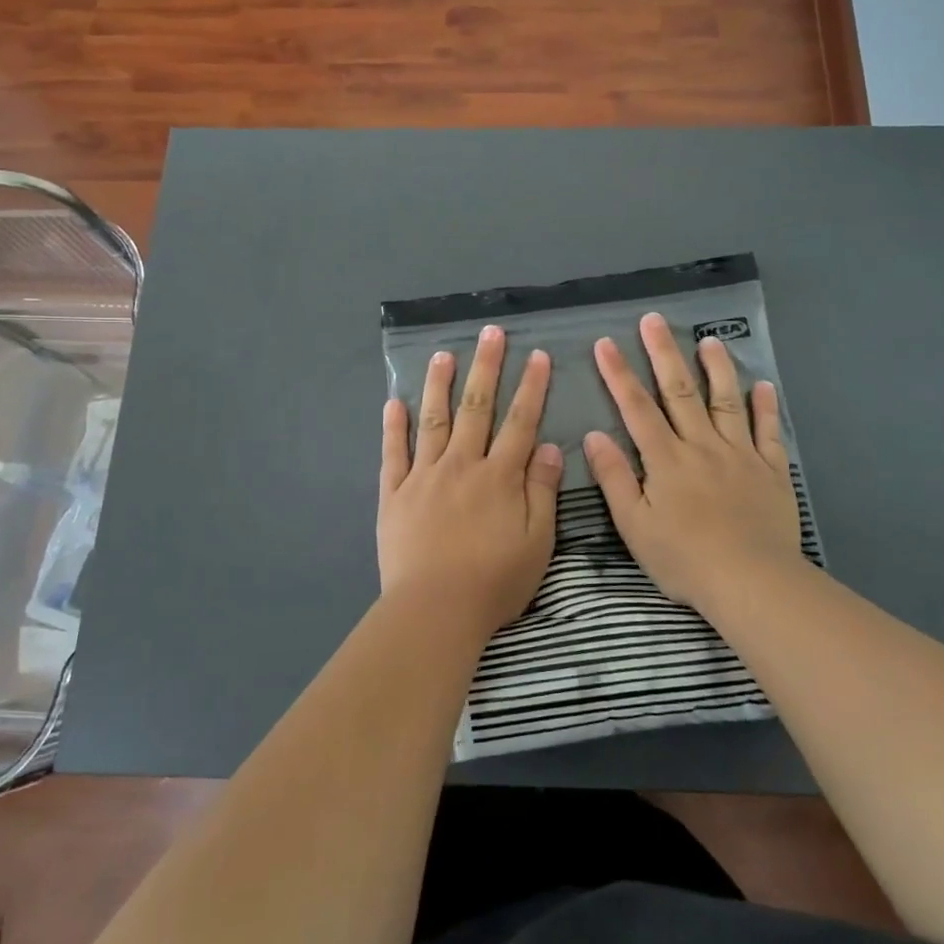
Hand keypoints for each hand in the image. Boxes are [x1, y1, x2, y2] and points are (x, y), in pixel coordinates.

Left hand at [379, 324, 564, 633]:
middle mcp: (462, 465)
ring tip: (442, 354)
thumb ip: (542, 491)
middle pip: (476, 408)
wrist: (435, 609)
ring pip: (434, 420)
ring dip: (439, 384)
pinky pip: (394, 453)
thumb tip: (550, 446)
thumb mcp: (537, 542)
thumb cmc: (494, 582)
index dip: (531, 388)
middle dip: (486, 368)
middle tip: (490, 333)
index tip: (537, 356)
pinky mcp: (395, 493)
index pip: (520, 422)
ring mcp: (424, 476)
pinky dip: (394, 426)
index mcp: (499, 476)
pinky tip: (394, 402)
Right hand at [583, 312, 807, 610]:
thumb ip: (615, 478)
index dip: (619, 374)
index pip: (636, 408)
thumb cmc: (684, 558)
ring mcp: (740, 455)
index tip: (606, 343)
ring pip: (726, 402)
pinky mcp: (771, 470)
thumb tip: (594, 435)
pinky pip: (768, 432)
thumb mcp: (634, 525)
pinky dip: (766, 407)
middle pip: (681, 391)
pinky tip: (763, 385)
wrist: (751, 582)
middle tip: (654, 319)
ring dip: (717, 368)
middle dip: (663, 353)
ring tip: (709, 339)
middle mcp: (702, 446)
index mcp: (665, 459)